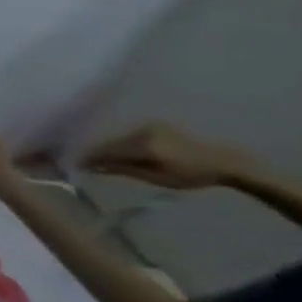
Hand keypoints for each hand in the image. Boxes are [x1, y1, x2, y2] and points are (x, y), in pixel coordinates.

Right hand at [82, 122, 248, 190]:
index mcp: (142, 146)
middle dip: (98, 152)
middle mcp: (141, 131)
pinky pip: (130, 133)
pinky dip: (124, 142)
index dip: (88, 157)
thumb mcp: (157, 178)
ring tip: (105, 158)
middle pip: (110, 142)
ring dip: (111, 147)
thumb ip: (122, 170)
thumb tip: (92, 166)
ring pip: (119, 137)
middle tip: (88, 163)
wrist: (227, 162)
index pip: (104, 150)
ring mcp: (148, 125)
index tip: (74, 165)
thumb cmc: (192, 175)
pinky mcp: (154, 123)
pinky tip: (123, 150)